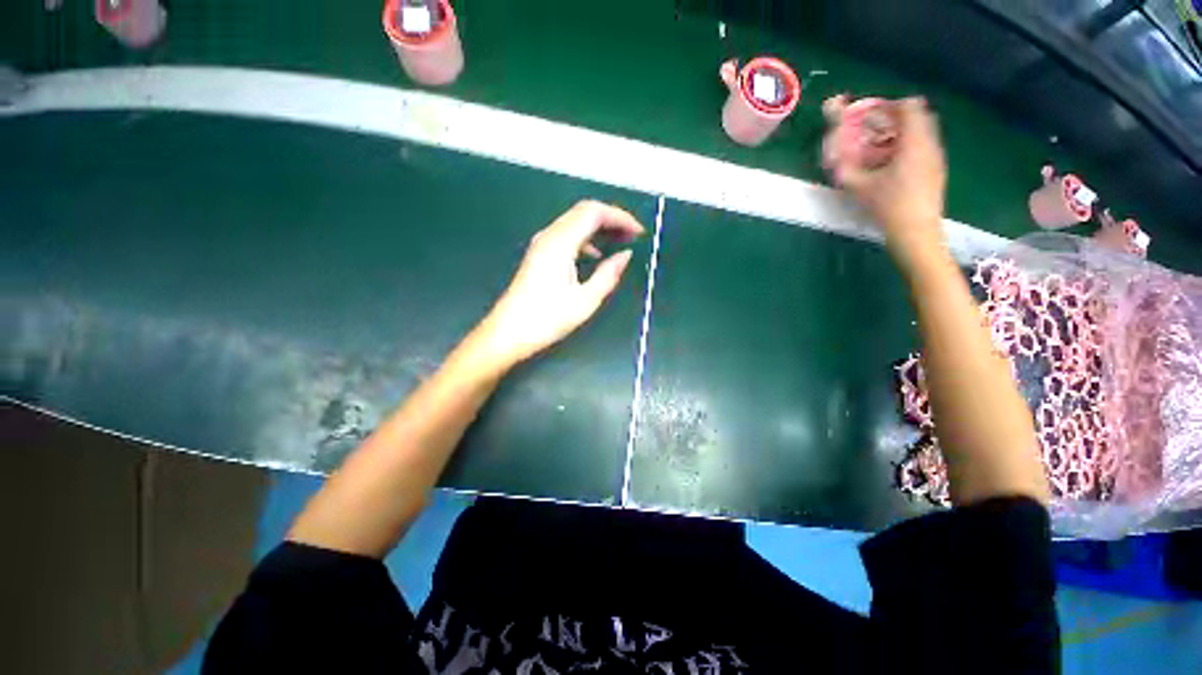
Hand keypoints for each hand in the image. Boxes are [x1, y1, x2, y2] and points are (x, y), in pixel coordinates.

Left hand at [472, 200, 643, 368]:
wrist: (507, 332)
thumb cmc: (547, 319)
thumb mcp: (585, 300)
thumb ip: (608, 274)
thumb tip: (626, 256)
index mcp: (560, 243)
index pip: (594, 212)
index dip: (620, 217)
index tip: (639, 232)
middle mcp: (549, 235)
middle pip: (584, 211)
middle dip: (612, 219)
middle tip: (633, 235)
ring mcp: (542, 244)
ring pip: (575, 222)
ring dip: (600, 228)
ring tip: (620, 242)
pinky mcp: (539, 254)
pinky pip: (567, 235)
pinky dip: (586, 239)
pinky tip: (596, 256)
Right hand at [835, 98, 947, 262]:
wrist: (915, 231)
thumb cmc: (887, 206)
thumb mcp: (858, 186)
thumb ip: (844, 165)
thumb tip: (832, 150)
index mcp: (914, 142)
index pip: (910, 106)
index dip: (889, 105)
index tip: (871, 114)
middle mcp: (930, 143)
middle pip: (920, 115)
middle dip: (897, 117)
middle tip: (875, 129)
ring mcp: (937, 157)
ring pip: (924, 130)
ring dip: (904, 132)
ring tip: (882, 147)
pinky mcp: (937, 170)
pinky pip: (925, 145)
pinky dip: (910, 145)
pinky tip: (894, 164)